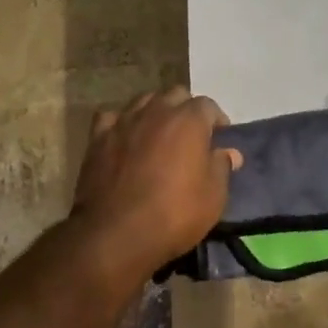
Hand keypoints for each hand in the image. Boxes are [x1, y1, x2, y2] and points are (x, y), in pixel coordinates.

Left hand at [69, 87, 243, 276]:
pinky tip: (124, 138)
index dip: (216, 120)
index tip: (218, 137)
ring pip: (143, 101)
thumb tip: (229, 152)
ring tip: (158, 134)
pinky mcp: (98, 137)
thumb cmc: (174, 213)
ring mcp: (124, 121)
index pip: (208, 105)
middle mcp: (157, 110)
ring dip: (155, 112)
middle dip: (185, 109)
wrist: (116, 233)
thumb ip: (221, 167)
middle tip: (189, 134)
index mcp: (189, 119)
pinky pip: (112, 118)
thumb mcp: (213, 197)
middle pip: (175, 95)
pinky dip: (121, 124)